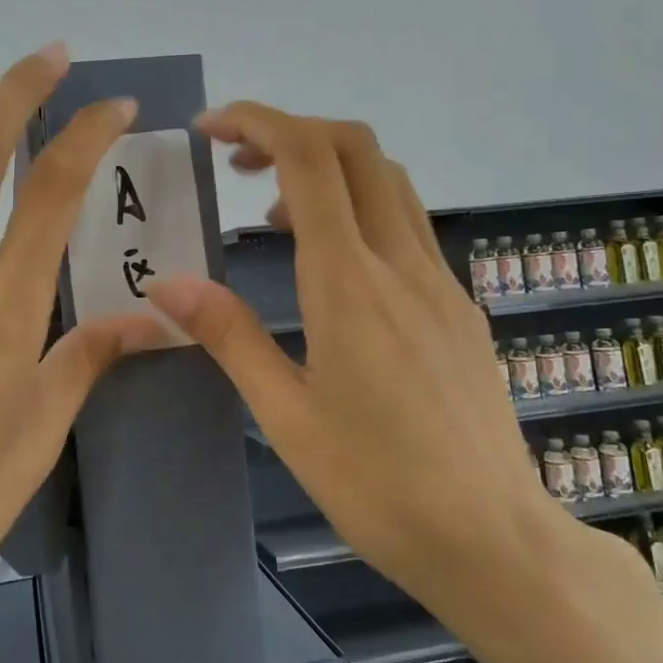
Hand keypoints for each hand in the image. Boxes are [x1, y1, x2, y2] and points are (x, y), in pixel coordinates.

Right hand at [147, 103, 574, 619]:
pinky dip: (357, 207)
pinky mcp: (459, 304)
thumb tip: (166, 284)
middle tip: (234, 163)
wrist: (495, 541)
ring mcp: (440, 280)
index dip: (256, 122)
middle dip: (289, 131)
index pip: (309, 159)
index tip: (208, 130)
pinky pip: (406, 223)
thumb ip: (228, 335)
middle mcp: (402, 263)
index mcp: (350, 283)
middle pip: (355, 147)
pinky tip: (329, 265)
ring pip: (387, 179)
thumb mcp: (286, 415)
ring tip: (269, 214)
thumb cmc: (377, 486)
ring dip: (325, 168)